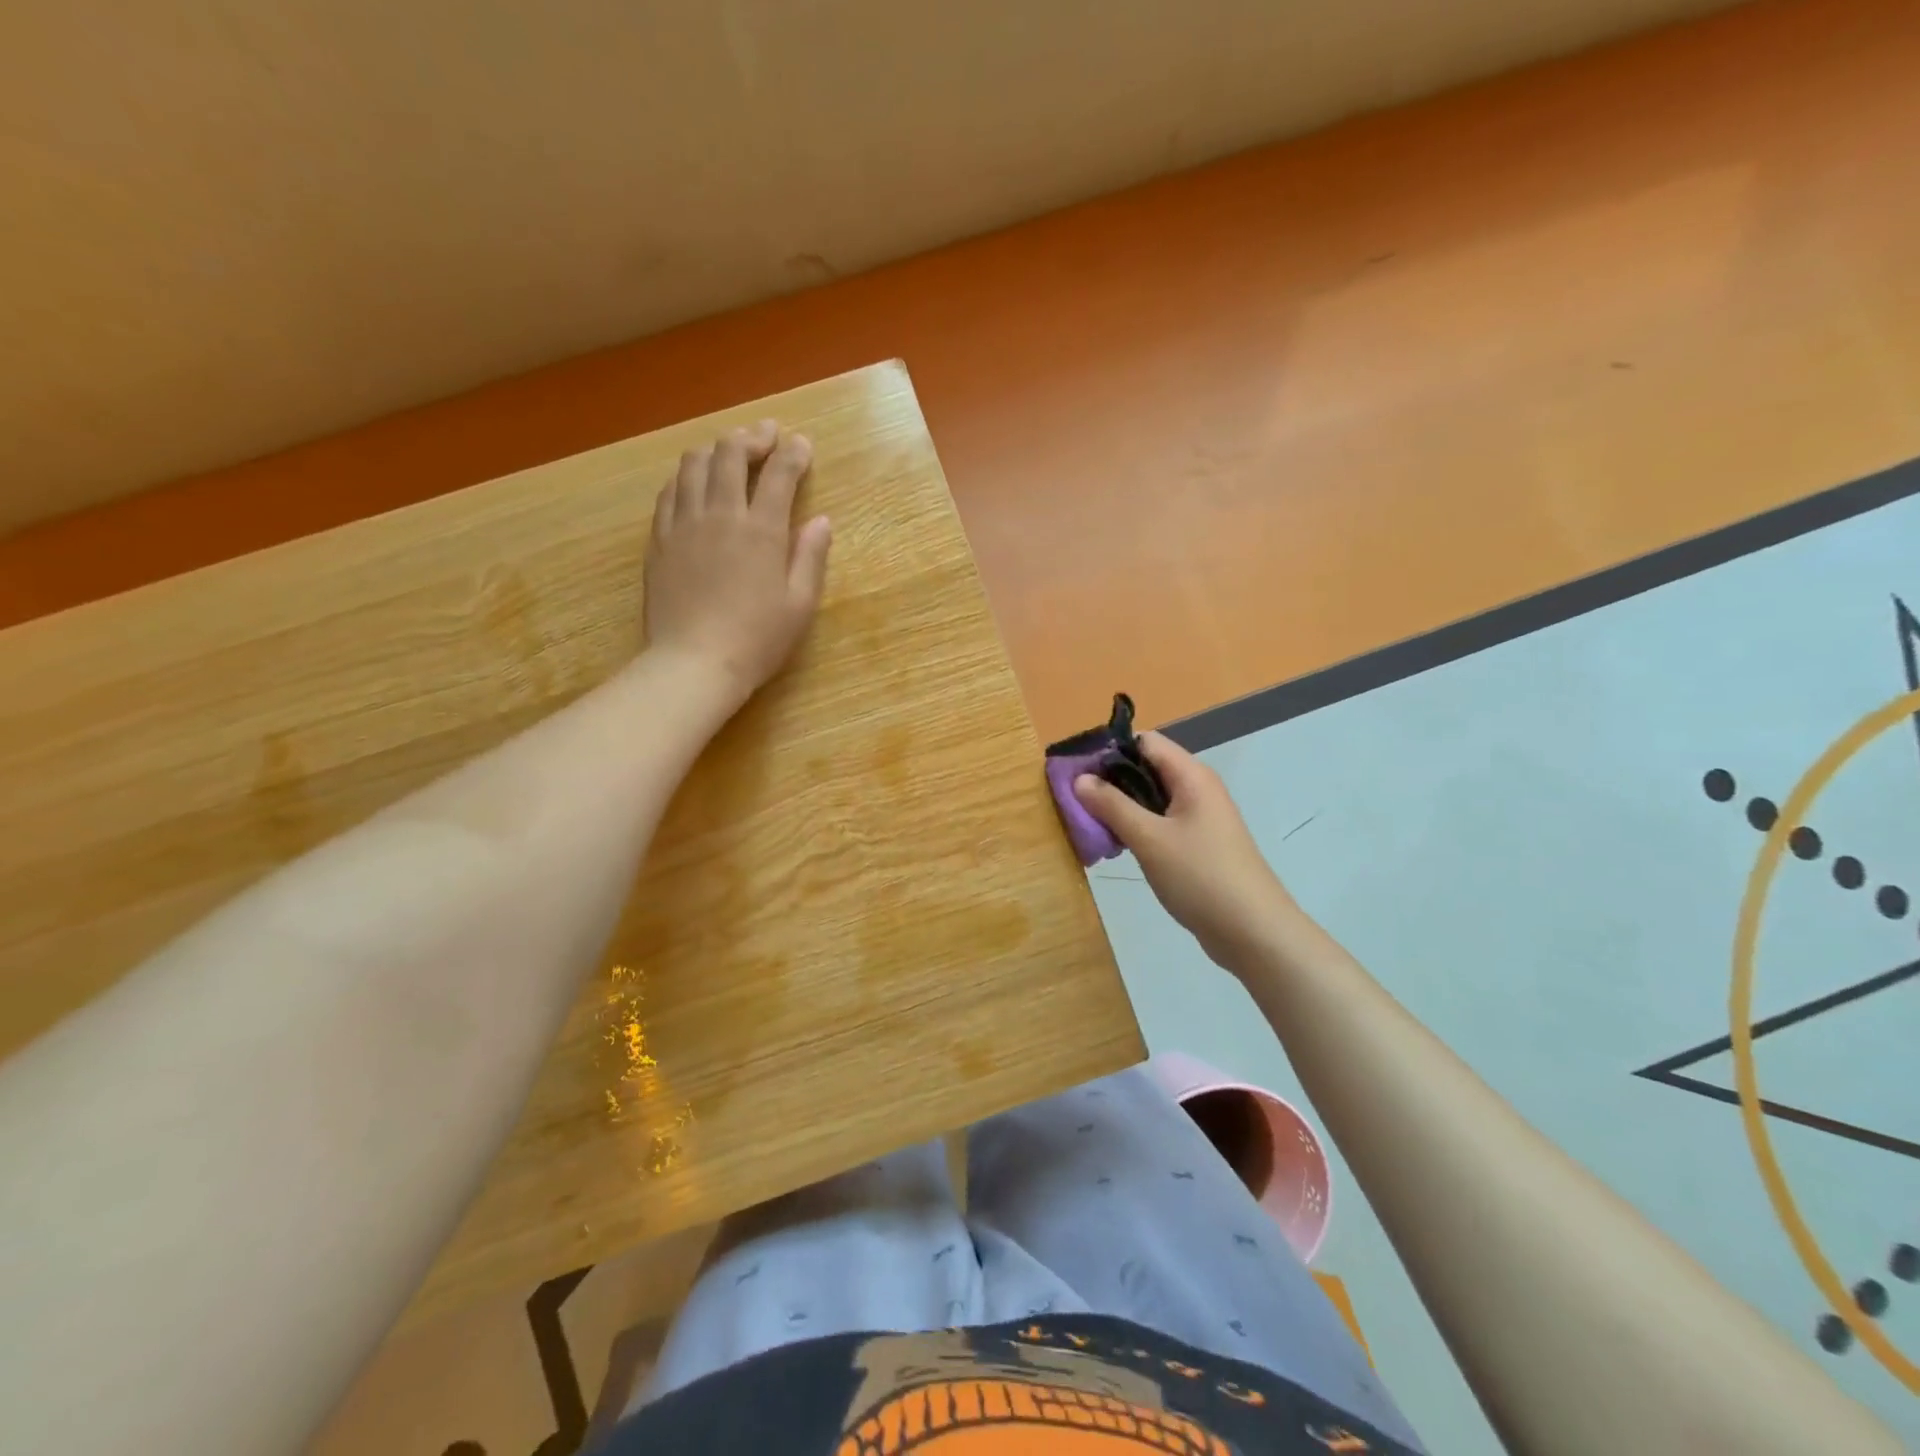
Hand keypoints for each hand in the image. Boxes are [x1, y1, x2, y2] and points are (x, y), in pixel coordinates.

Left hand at [644, 421, 832, 702]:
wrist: (694, 663)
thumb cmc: (757, 640)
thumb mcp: (800, 605)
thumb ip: (811, 557)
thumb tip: (821, 520)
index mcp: (761, 530)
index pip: (779, 474)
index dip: (793, 453)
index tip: (802, 445)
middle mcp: (721, 514)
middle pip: (731, 454)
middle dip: (752, 437)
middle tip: (767, 435)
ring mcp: (684, 523)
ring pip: (694, 464)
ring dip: (716, 449)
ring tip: (730, 451)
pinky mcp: (659, 539)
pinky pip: (669, 491)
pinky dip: (686, 475)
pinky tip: (694, 481)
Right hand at [1073, 732, 1298, 971]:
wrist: (1253, 931)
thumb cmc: (1200, 876)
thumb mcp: (1149, 838)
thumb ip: (1112, 805)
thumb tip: (1080, 779)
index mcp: (1191, 776)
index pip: (1145, 742)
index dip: (1110, 750)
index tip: (1077, 772)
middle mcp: (1197, 789)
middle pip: (1147, 768)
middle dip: (1110, 782)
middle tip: (1077, 803)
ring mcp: (1200, 818)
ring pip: (1151, 798)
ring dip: (1121, 808)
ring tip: (1091, 827)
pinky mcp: (1198, 844)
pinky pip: (1160, 823)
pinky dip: (1137, 828)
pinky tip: (1117, 847)